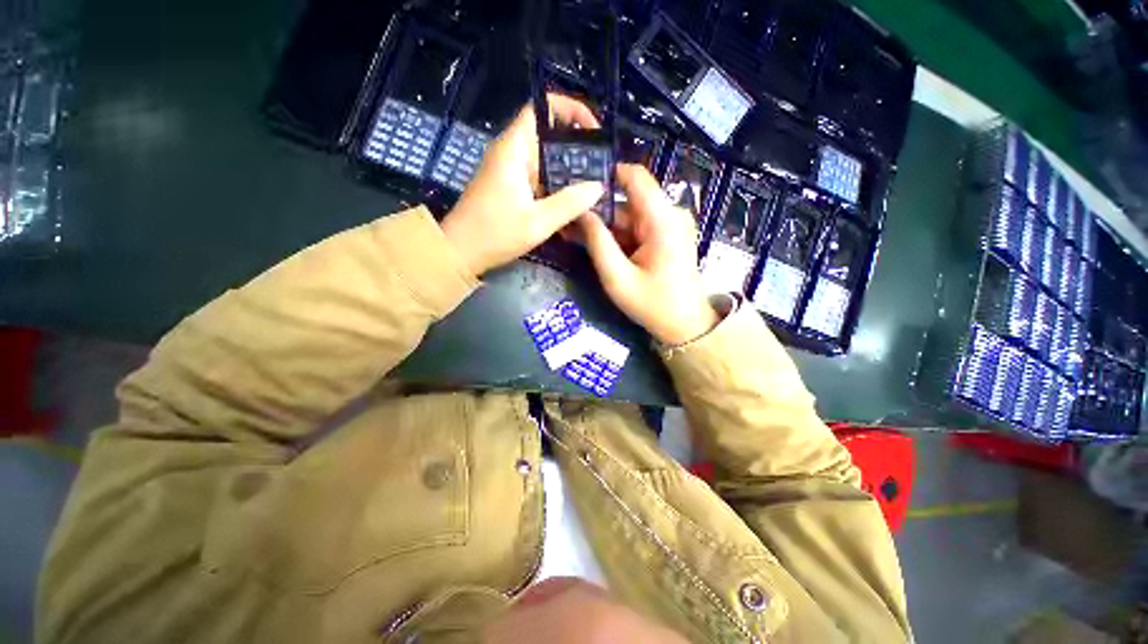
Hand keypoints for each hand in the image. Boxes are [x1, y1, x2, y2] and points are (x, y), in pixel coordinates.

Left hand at [441, 94, 605, 275]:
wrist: (459, 253)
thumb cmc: (495, 234)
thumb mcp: (538, 222)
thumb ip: (570, 203)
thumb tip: (598, 187)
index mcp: (513, 149)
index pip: (540, 109)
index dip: (568, 109)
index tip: (593, 130)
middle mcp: (511, 154)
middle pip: (546, 136)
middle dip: (575, 147)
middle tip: (599, 166)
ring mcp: (509, 172)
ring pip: (544, 160)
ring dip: (567, 171)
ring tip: (592, 186)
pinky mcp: (509, 188)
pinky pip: (538, 179)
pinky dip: (555, 186)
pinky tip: (571, 204)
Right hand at [579, 164, 719, 344]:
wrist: (685, 326)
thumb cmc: (653, 305)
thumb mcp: (618, 278)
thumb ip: (598, 242)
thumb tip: (581, 211)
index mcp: (663, 220)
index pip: (635, 176)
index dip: (605, 174)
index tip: (577, 182)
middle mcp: (669, 215)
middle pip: (627, 199)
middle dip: (597, 208)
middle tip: (567, 217)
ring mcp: (668, 226)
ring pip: (629, 215)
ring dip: (603, 224)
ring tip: (573, 232)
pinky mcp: (665, 237)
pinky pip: (636, 228)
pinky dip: (616, 235)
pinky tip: (593, 243)